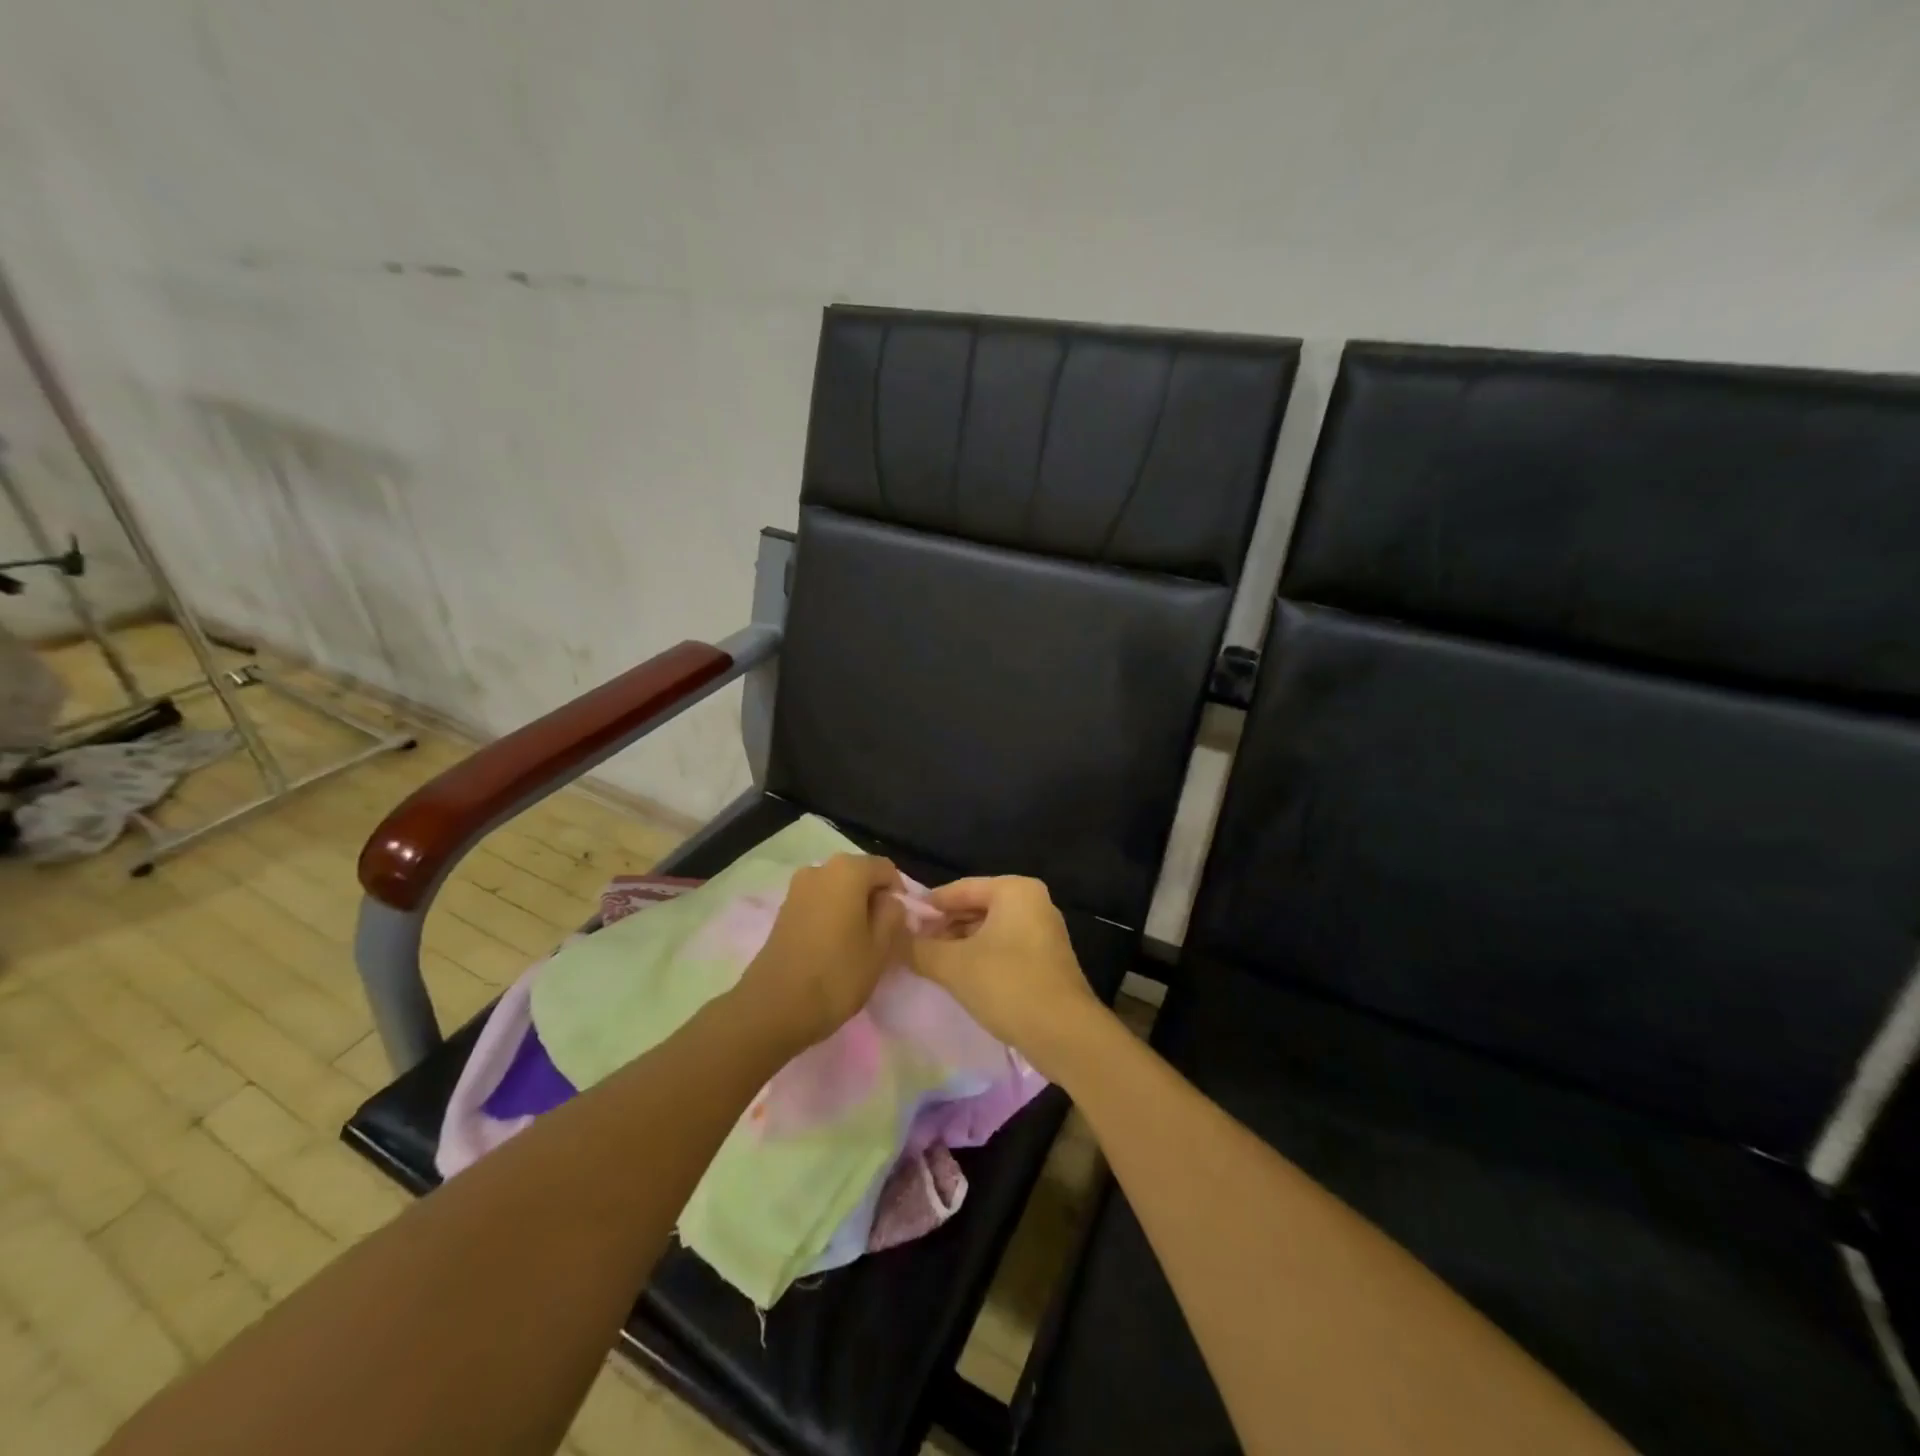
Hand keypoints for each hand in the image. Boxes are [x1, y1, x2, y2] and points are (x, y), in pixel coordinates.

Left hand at [737, 854, 907, 1049]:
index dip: (899, 894)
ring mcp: (797, 888)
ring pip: (838, 890)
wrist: (773, 1008)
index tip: (900, 926)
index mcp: (848, 871)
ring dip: (852, 909)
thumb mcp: (880, 948)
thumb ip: (892, 915)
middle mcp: (820, 869)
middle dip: (874, 900)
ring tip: (857, 945)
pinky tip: (833, 947)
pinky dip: (831, 917)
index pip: (886, 869)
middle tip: (881, 937)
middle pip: (860, 876)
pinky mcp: (783, 909)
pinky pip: (819, 903)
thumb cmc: (836, 975)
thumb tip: (889, 902)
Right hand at [909, 876, 1102, 1075]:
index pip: (959, 889)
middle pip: (975, 908)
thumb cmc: (1008, 985)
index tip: (898, 924)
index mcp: (1015, 890)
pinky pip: (1004, 948)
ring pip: (989, 930)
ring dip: (959, 945)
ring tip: (929, 964)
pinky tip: (959, 978)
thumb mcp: (953, 965)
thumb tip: (890, 938)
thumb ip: (917, 948)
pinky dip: (980, 958)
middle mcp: (1033, 903)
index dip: (927, 907)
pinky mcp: (1046, 960)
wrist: (1065, 1034)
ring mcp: (1043, 932)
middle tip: (911, 947)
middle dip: (943, 927)